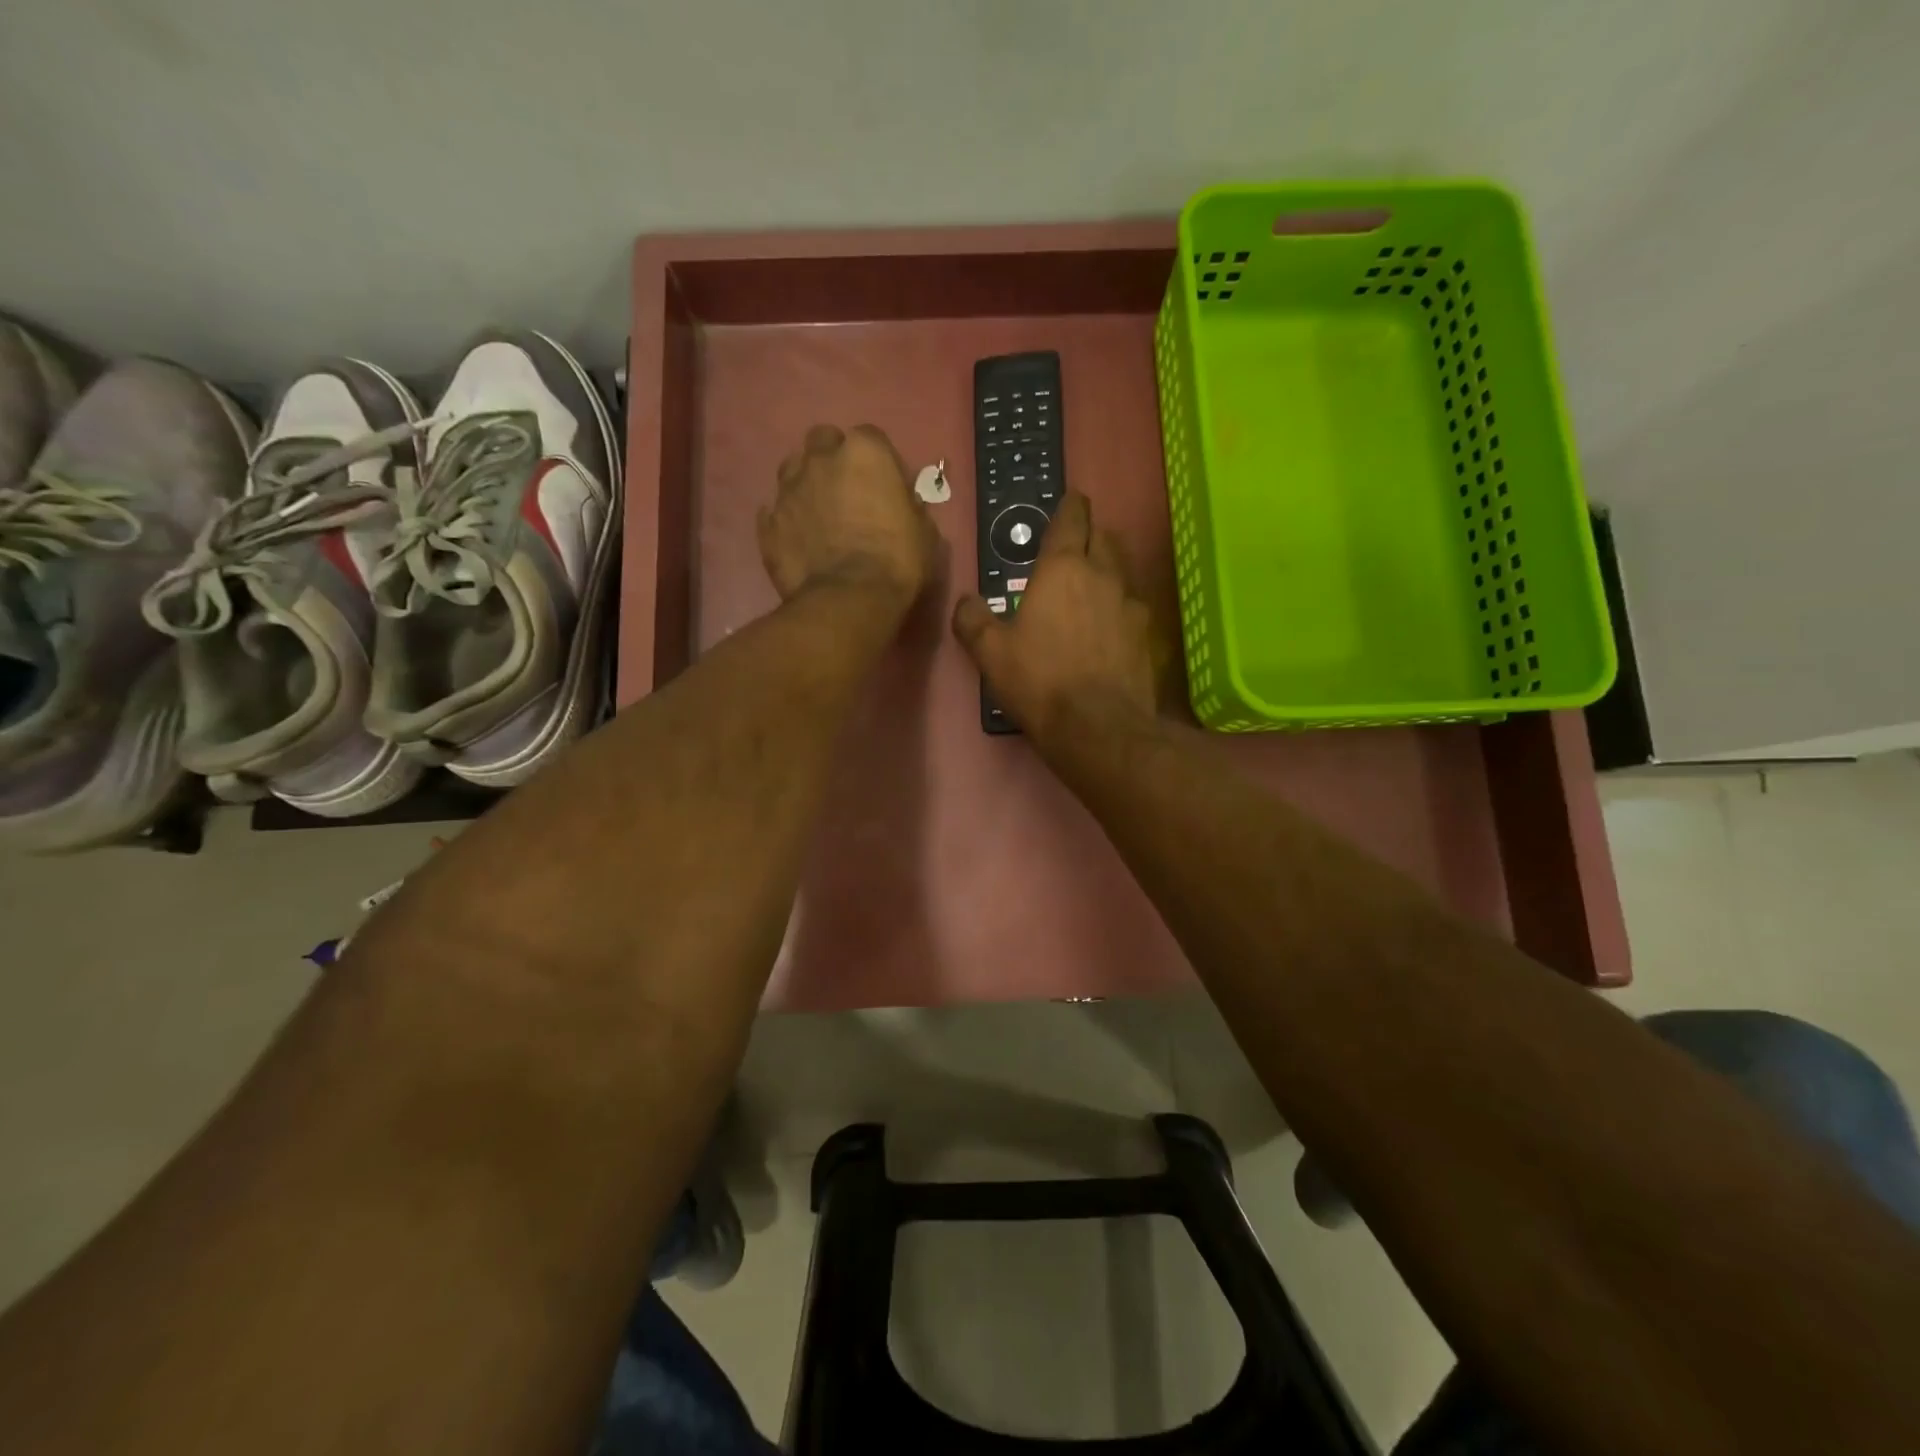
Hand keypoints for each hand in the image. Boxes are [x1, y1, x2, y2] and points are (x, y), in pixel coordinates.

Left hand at [758, 424, 939, 607]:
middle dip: (833, 459)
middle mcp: (821, 459)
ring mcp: (788, 489)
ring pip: (793, 470)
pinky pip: (776, 511)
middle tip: (847, 491)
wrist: (849, 600)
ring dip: (806, 484)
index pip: (871, 438)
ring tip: (819, 514)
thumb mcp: (924, 531)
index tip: (884, 486)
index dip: (878, 462)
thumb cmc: (897, 561)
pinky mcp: (768, 523)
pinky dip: (787, 520)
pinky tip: (799, 539)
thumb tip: (901, 504)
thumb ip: (908, 506)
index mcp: (864, 452)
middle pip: (823, 442)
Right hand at [951, 490, 1163, 743]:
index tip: (1069, 499)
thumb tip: (966, 602)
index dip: (1069, 506)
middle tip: (1074, 547)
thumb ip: (974, 621)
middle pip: (1104, 537)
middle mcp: (1104, 575)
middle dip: (1090, 534)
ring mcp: (1132, 605)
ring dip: (1108, 569)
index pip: (1071, 519)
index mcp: (1063, 568)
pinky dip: (1120, 607)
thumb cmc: (1040, 681)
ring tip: (1091, 587)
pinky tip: (1108, 628)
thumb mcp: (991, 653)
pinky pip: (1133, 607)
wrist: (1099, 728)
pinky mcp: (1147, 636)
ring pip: (1123, 570)